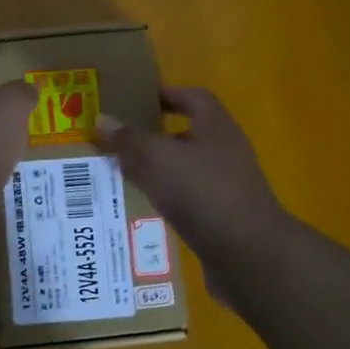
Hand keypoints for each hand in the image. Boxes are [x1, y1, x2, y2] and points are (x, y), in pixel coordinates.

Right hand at [98, 87, 285, 258]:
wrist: (247, 254)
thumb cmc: (203, 193)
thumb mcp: (158, 159)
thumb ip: (129, 139)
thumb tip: (102, 119)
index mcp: (216, 127)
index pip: (193, 97)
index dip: (166, 94)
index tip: (135, 100)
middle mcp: (225, 152)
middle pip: (186, 135)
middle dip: (153, 136)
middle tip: (117, 140)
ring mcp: (225, 187)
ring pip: (183, 170)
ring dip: (155, 170)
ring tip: (119, 173)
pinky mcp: (220, 218)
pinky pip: (186, 200)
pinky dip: (164, 199)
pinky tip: (141, 206)